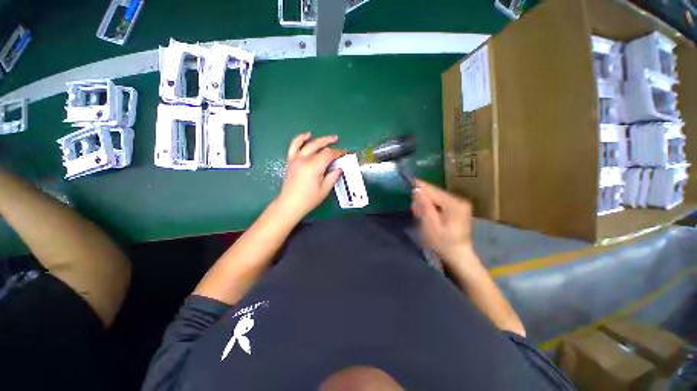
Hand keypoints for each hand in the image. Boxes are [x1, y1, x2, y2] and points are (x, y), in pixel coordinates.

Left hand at [276, 133, 343, 220]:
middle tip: (338, 141)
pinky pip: (294, 146)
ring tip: (328, 138)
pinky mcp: (290, 161)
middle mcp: (304, 160)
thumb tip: (339, 168)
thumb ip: (332, 177)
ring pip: (308, 144)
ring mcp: (295, 159)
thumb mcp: (324, 190)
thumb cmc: (308, 199)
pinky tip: (307, 135)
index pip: (328, 154)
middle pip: (319, 146)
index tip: (345, 153)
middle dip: (330, 142)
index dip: (338, 152)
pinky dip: (300, 139)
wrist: (289, 204)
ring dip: (319, 139)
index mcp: (313, 167)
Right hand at [411, 179, 474, 265]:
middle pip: (435, 193)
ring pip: (437, 197)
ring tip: (417, 212)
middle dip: (422, 197)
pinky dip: (431, 206)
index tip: (408, 181)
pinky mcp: (458, 209)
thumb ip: (424, 207)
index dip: (420, 186)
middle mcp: (459, 201)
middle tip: (412, 207)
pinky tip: (426, 213)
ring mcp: (460, 205)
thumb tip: (417, 190)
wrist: (458, 257)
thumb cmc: (443, 244)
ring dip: (426, 202)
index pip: (433, 190)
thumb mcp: (431, 226)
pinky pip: (440, 202)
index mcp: (455, 204)